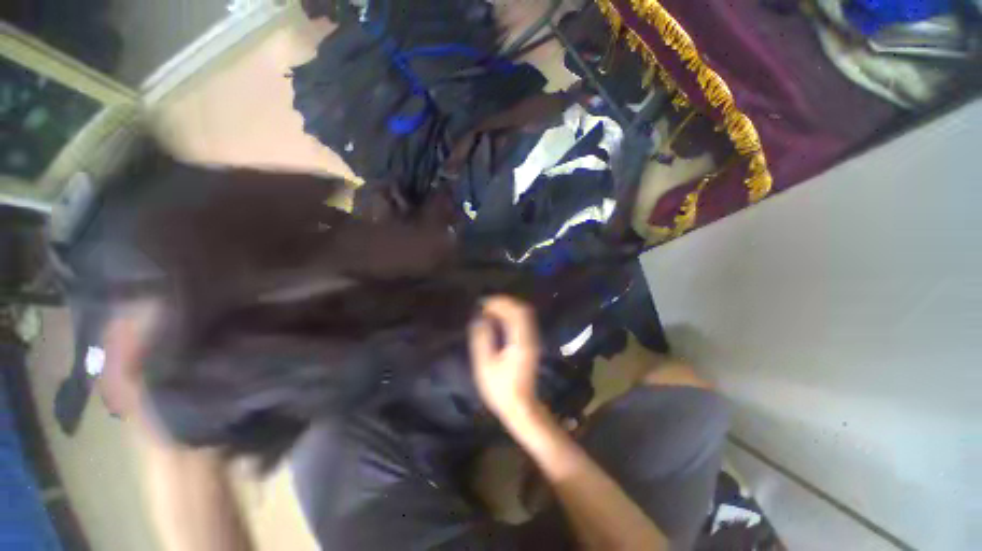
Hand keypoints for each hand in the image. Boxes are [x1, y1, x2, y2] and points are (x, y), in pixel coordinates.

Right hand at [468, 296, 540, 418]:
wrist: (521, 406)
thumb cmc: (500, 389)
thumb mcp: (485, 365)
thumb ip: (482, 339)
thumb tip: (479, 319)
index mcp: (520, 342)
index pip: (515, 312)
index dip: (500, 303)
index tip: (484, 303)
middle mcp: (530, 337)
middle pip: (522, 309)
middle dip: (504, 302)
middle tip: (486, 304)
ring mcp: (533, 340)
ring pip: (525, 314)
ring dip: (508, 308)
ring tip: (490, 310)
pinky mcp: (531, 344)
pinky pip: (524, 321)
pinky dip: (512, 315)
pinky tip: (499, 320)